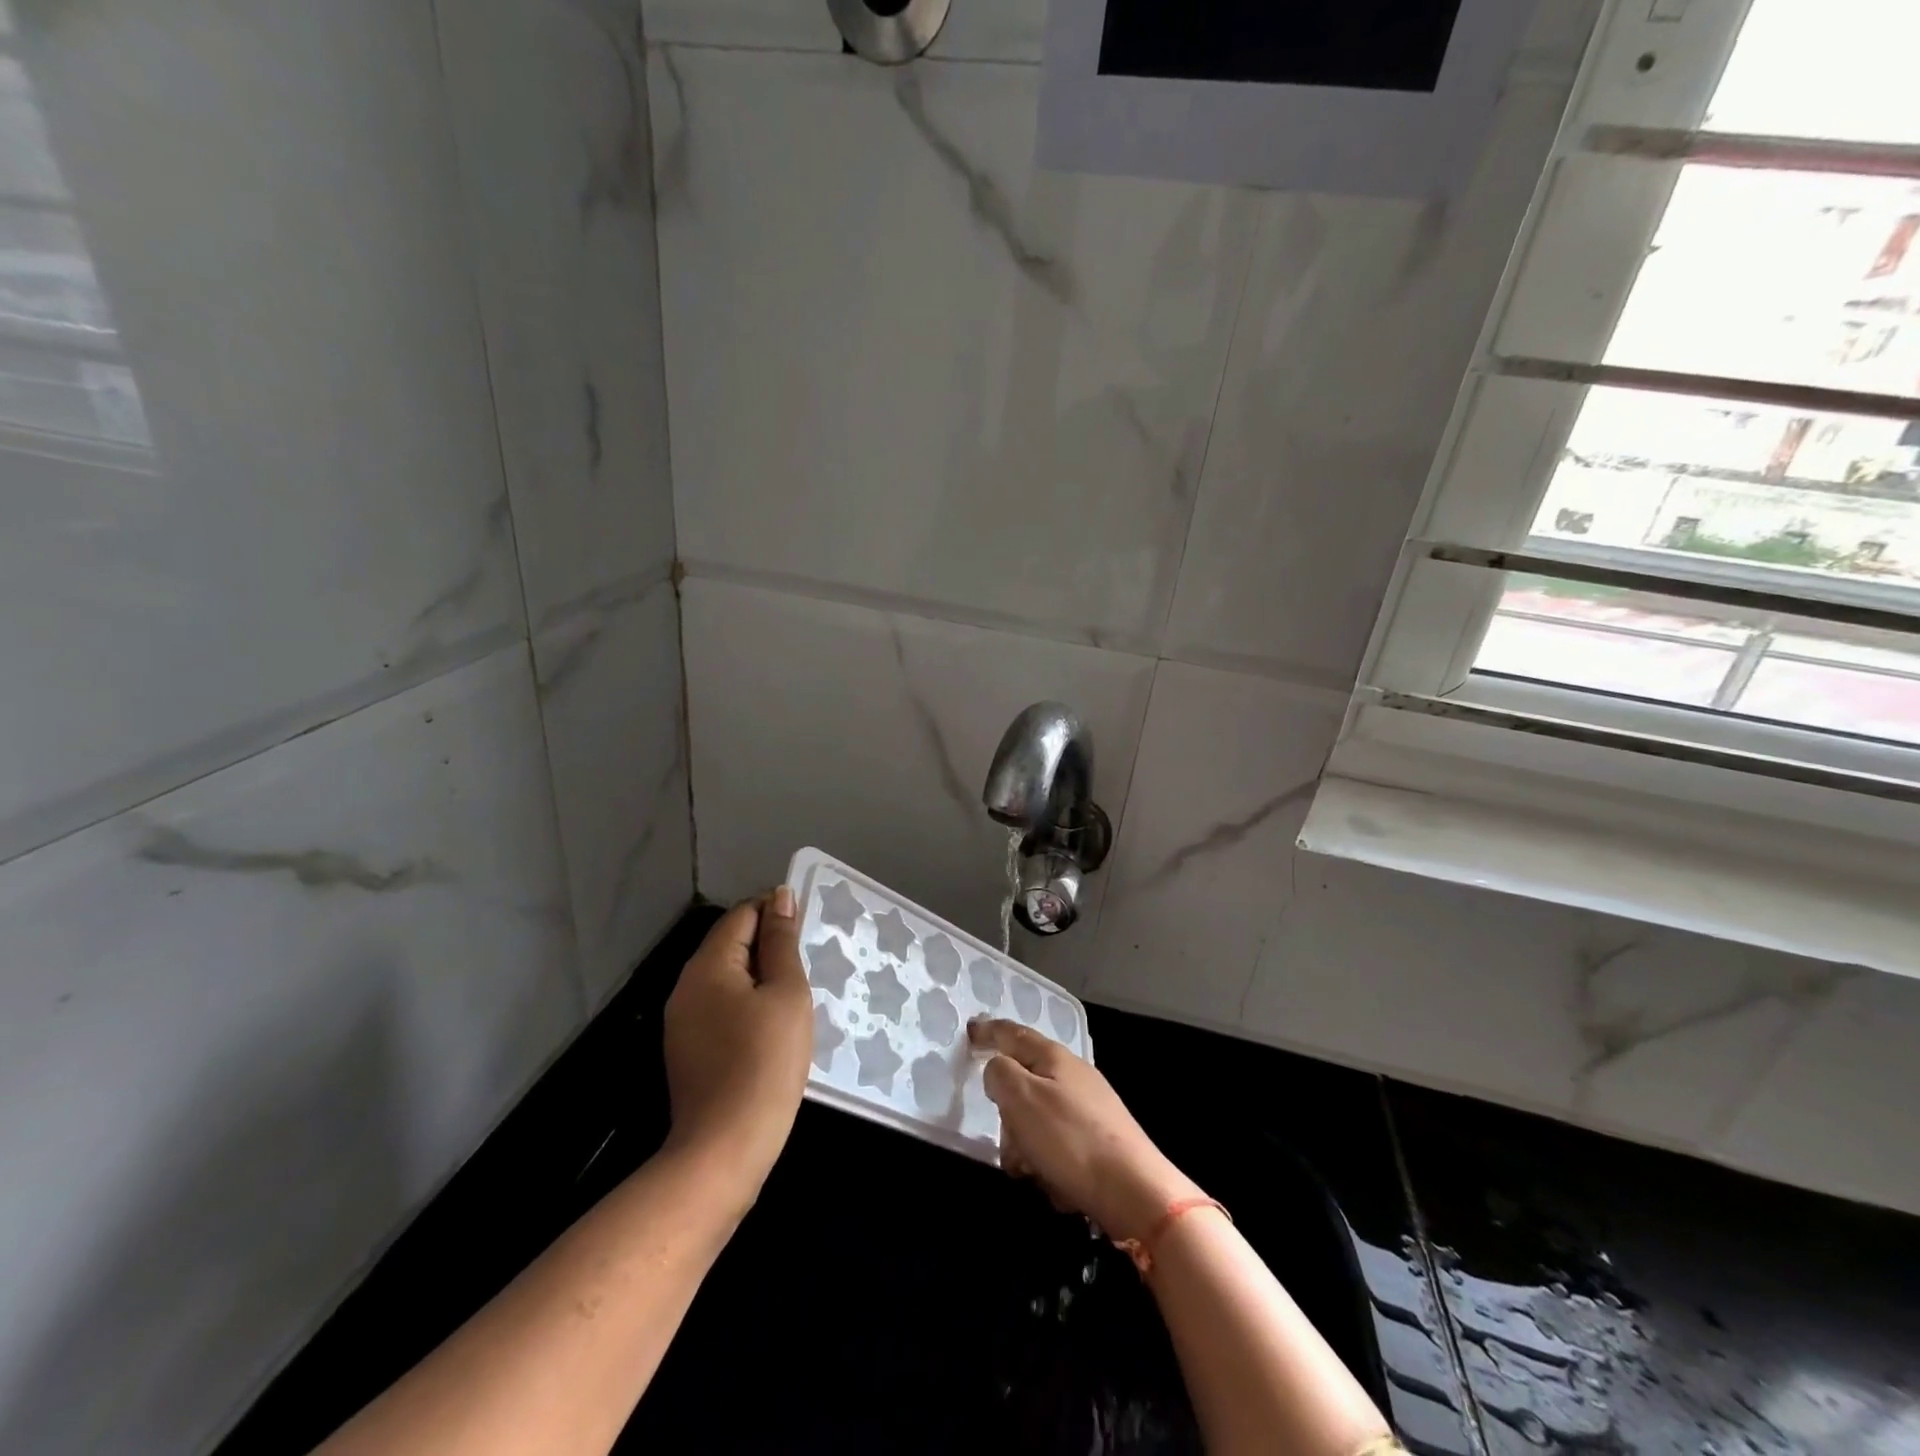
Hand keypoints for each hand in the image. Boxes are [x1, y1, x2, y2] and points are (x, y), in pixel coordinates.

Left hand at [662, 889, 813, 1208]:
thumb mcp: (786, 994)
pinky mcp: (688, 1050)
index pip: (743, 915)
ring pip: (727, 977)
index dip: (776, 911)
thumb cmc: (764, 1063)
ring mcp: (683, 1021)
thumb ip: (782, 942)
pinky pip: (721, 1007)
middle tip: (810, 961)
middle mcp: (686, 986)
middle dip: (770, 944)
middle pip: (731, 944)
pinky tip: (773, 1024)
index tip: (809, 928)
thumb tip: (779, 897)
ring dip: (761, 975)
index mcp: (708, 965)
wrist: (724, 1150)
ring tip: (798, 992)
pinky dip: (748, 1003)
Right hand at [969, 1018, 1203, 1242]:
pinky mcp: (1099, 1139)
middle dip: (1008, 1113)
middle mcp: (1073, 1075)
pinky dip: (1049, 1162)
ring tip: (1032, 1170)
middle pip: (1023, 1081)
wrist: (1136, 1192)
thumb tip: (998, 1068)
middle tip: (1007, 1138)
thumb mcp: (1022, 1098)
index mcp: (1053, 1057)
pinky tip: (1056, 1183)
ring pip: (1038, 1118)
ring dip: (1026, 1144)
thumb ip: (1000, 1074)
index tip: (969, 1031)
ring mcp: (1090, 1107)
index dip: (988, 1031)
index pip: (1012, 1033)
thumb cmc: (1071, 1139)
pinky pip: (1058, 1144)